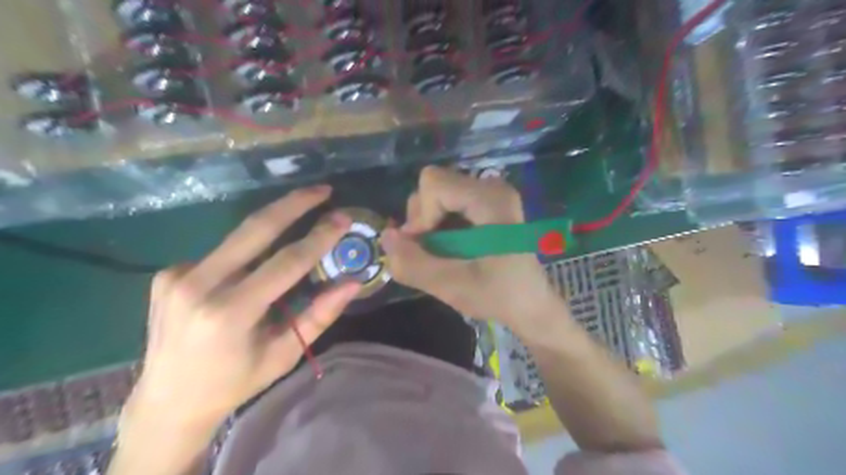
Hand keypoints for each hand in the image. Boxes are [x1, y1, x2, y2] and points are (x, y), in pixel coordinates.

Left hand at [122, 184, 360, 434]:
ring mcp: (175, 275)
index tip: (343, 218)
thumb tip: (352, 283)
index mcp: (229, 313)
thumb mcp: (284, 354)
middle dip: (293, 204)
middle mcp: (197, 286)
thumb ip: (319, 315)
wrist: (167, 401)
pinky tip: (249, 273)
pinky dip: (245, 254)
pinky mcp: (166, 273)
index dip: (319, 237)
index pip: (286, 262)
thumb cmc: (234, 382)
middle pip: (255, 229)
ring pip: (238, 238)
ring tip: (301, 217)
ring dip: (273, 226)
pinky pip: (220, 253)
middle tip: (322, 189)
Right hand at [382, 166, 559, 325]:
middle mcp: (492, 187)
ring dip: (429, 224)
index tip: (426, 246)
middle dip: (423, 219)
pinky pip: (448, 202)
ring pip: (438, 193)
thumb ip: (414, 263)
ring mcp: (491, 193)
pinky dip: (439, 224)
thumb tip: (385, 237)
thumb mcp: (452, 287)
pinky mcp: (488, 204)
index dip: (420, 215)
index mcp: (491, 200)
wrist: (531, 305)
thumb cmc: (500, 296)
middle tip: (434, 252)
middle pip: (434, 185)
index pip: (434, 184)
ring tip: (443, 252)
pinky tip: (450, 248)